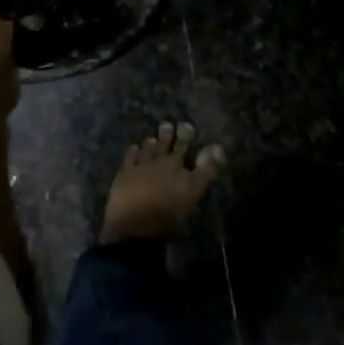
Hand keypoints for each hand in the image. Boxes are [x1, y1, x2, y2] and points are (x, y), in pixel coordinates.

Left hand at [100, 121, 222, 243]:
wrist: (133, 221)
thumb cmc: (167, 213)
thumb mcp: (192, 193)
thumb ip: (206, 171)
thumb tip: (218, 147)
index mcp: (178, 168)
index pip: (185, 149)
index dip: (187, 137)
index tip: (187, 127)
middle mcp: (161, 162)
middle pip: (166, 145)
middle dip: (169, 135)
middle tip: (168, 124)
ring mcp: (141, 165)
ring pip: (148, 148)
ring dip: (152, 142)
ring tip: (152, 137)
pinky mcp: (125, 172)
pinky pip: (131, 157)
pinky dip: (134, 151)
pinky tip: (134, 147)